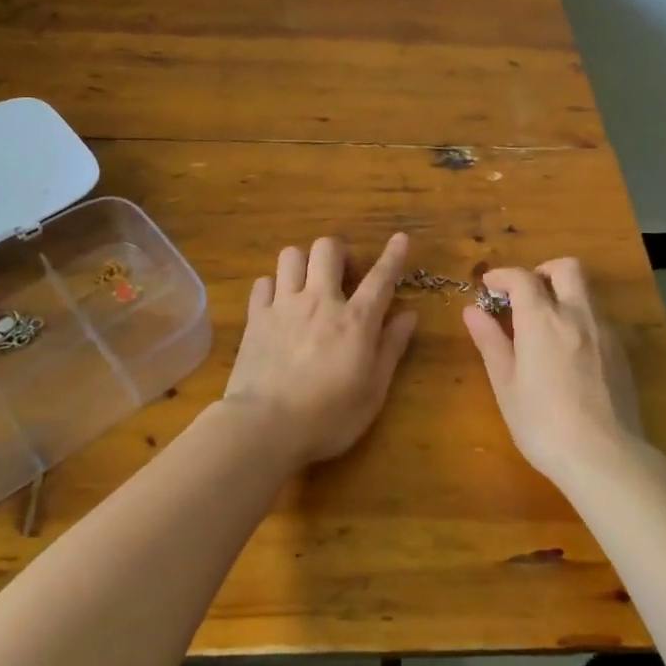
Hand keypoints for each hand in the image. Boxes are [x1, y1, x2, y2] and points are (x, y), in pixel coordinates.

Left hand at [222, 233, 418, 468]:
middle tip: (344, 276)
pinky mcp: (255, 317)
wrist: (265, 426)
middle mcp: (320, 301)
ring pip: (292, 255)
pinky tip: (278, 304)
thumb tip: (409, 314)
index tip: (400, 238)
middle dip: (339, 252)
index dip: (393, 255)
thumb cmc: (328, 417)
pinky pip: (263, 282)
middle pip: (328, 248)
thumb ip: (391, 348)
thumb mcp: (373, 391)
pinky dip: (273, 286)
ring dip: (304, 263)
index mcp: (355, 320)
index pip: (380, 277)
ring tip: (309, 284)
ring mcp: (283, 305)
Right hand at [463, 258, 642, 483]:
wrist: (605, 457)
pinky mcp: (623, 353)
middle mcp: (577, 314)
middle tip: (525, 295)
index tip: (489, 286)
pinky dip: (581, 320)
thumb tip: (472, 311)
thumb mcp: (506, 385)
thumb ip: (490, 342)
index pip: (522, 277)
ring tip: (546, 325)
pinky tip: (570, 352)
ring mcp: (605, 332)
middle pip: (567, 268)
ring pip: (587, 292)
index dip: (503, 275)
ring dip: (564, 294)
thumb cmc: (543, 423)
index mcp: (542, 319)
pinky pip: (600, 319)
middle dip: (543, 271)